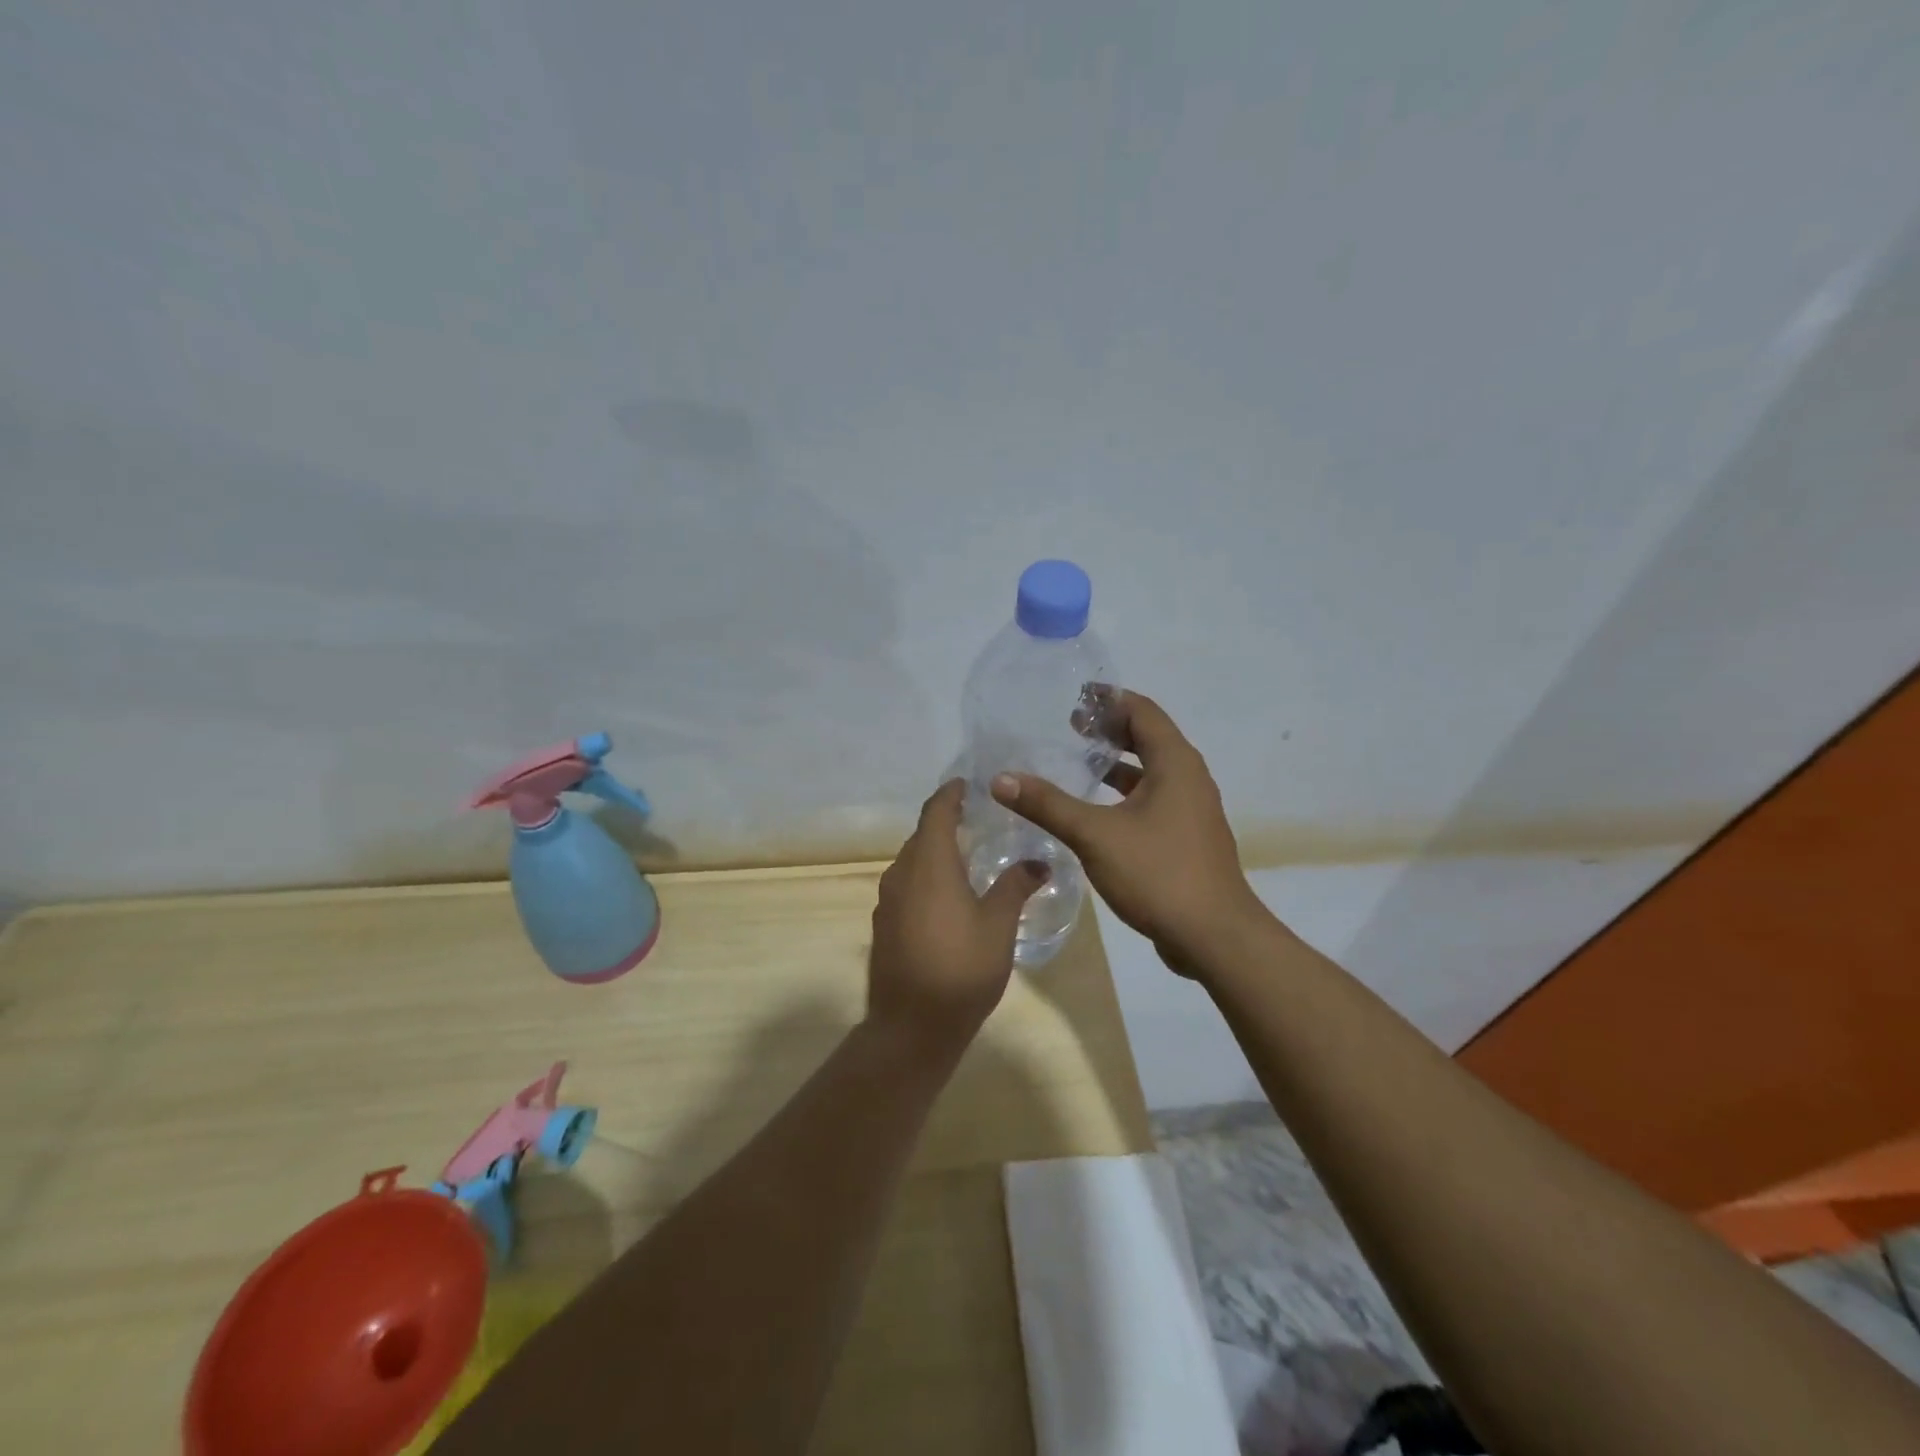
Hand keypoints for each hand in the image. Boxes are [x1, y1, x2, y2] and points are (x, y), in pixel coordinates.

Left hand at [867, 779, 1047, 1051]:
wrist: (911, 1027)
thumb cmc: (961, 969)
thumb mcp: (998, 925)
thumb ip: (1015, 886)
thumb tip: (1040, 862)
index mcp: (929, 863)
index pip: (936, 811)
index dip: (951, 794)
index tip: (969, 784)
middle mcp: (901, 873)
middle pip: (922, 835)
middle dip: (947, 822)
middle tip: (980, 820)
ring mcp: (887, 900)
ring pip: (912, 861)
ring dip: (936, 852)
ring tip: (969, 857)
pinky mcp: (884, 924)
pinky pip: (906, 885)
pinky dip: (926, 878)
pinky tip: (949, 897)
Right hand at [990, 690, 1261, 977]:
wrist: (1214, 937)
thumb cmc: (1158, 873)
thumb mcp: (1095, 835)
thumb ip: (1048, 805)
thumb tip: (1001, 779)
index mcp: (1175, 763)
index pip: (1142, 711)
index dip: (1109, 700)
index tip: (1074, 697)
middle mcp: (1188, 778)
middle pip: (1148, 738)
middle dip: (1110, 729)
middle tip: (1069, 726)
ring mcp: (1191, 810)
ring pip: (1151, 772)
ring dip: (1117, 763)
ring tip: (1077, 762)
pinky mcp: (1186, 838)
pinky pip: (1153, 799)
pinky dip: (1125, 793)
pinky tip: (1096, 811)